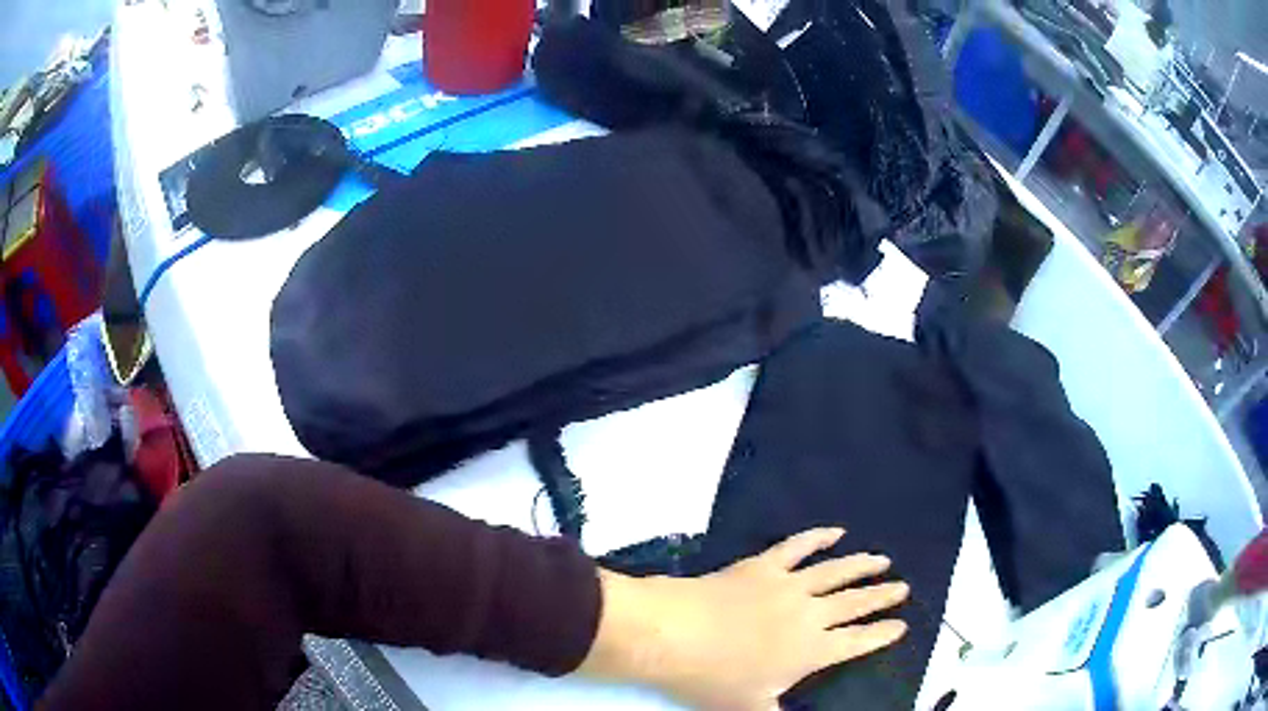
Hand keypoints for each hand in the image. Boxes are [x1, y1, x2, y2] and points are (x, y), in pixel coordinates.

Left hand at [580, 528, 908, 709]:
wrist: (673, 634)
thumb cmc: (712, 678)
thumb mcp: (749, 708)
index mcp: (811, 650)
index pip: (857, 641)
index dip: (882, 634)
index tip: (902, 625)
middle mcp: (809, 614)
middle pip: (855, 602)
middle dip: (881, 596)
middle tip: (903, 587)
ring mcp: (786, 585)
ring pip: (835, 572)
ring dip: (861, 565)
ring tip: (882, 560)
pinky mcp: (761, 565)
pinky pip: (797, 547)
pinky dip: (818, 537)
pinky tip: (835, 532)